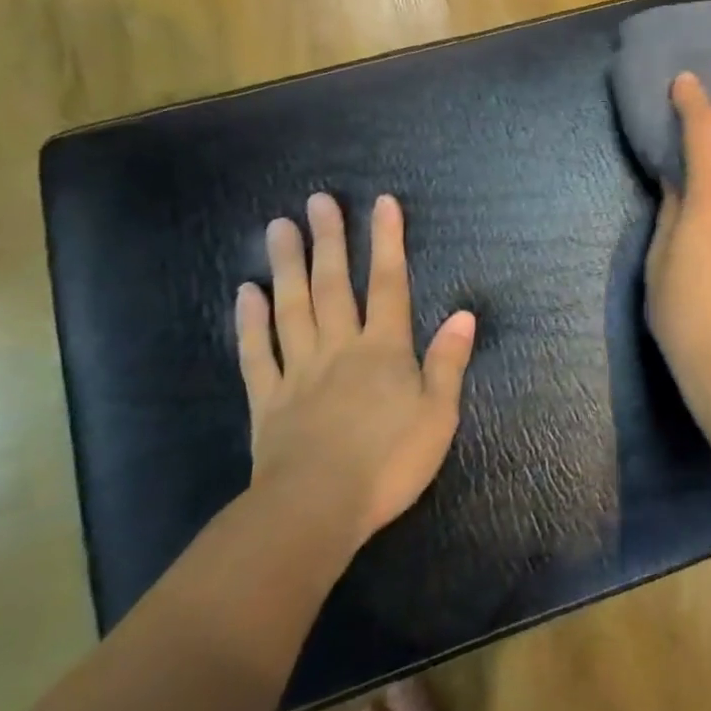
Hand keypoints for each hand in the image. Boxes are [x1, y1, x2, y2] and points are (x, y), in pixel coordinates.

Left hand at [235, 193, 475, 547]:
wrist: (316, 510)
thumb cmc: (388, 463)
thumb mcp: (438, 415)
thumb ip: (448, 361)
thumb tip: (464, 313)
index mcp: (384, 350)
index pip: (389, 285)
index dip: (388, 242)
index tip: (382, 203)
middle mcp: (340, 348)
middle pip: (334, 285)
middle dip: (330, 240)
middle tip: (318, 200)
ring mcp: (299, 371)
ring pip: (292, 308)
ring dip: (287, 265)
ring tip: (279, 226)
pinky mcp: (268, 400)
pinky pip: (258, 353)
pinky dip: (251, 321)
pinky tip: (246, 292)